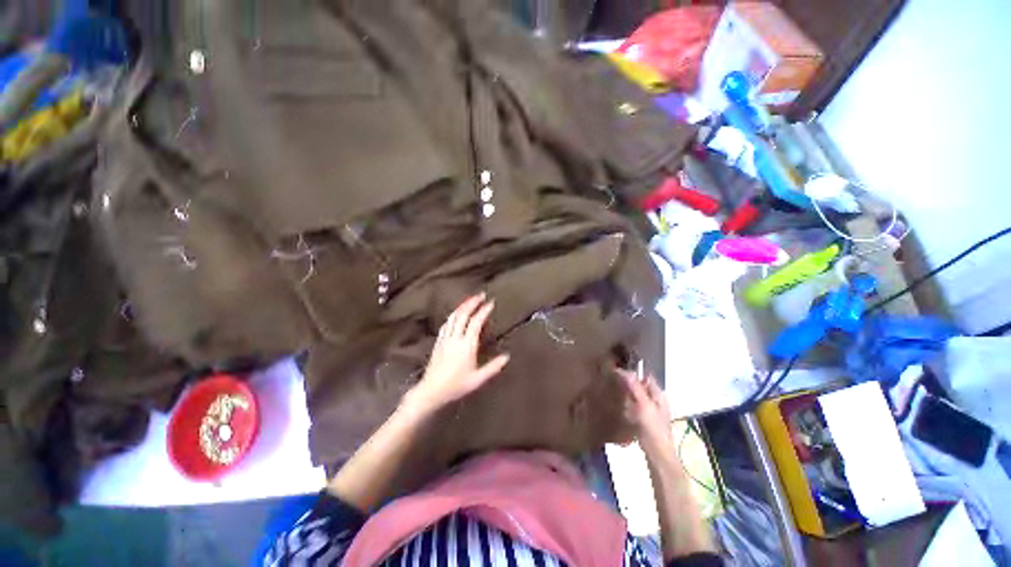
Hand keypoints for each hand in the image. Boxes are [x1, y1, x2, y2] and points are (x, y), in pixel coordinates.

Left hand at [405, 294, 509, 412]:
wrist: (431, 391)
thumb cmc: (456, 386)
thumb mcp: (478, 379)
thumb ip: (493, 367)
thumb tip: (507, 357)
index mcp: (466, 346)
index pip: (475, 323)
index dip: (483, 311)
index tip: (490, 302)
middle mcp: (455, 339)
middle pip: (463, 315)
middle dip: (472, 303)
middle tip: (480, 295)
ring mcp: (445, 339)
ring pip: (453, 317)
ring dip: (462, 307)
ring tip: (469, 300)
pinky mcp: (438, 342)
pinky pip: (446, 324)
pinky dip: (453, 316)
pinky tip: (455, 314)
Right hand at [616, 368, 673, 451]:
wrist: (658, 455)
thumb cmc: (653, 428)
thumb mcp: (643, 404)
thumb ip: (634, 386)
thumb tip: (622, 369)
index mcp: (658, 394)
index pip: (645, 376)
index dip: (633, 372)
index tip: (617, 370)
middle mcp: (656, 400)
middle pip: (639, 387)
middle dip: (628, 385)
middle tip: (613, 383)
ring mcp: (650, 411)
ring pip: (635, 397)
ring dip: (626, 396)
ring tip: (614, 395)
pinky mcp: (644, 421)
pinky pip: (633, 409)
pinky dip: (627, 407)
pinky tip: (620, 410)